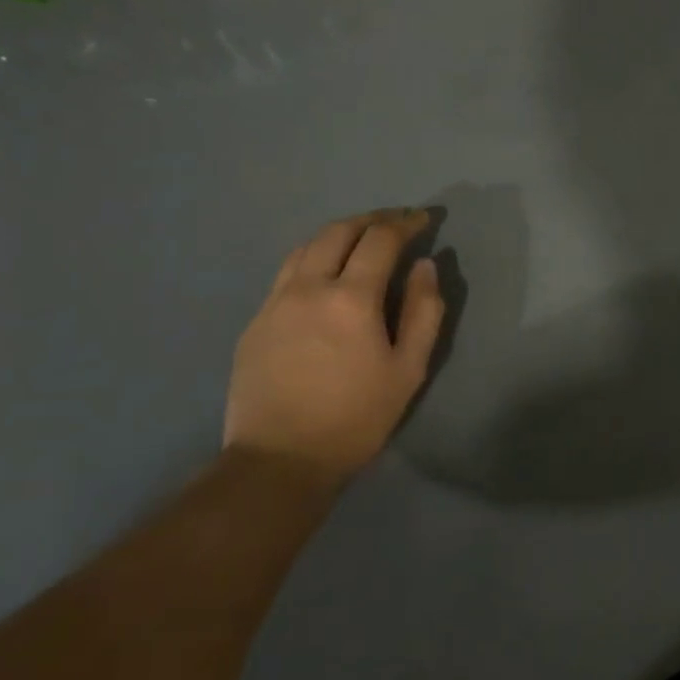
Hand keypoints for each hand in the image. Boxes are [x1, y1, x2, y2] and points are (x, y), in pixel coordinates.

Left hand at [224, 209, 444, 488]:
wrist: (281, 460)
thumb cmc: (357, 417)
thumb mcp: (409, 369)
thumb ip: (423, 311)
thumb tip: (425, 267)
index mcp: (350, 298)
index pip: (380, 240)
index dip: (405, 224)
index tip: (424, 219)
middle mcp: (307, 288)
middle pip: (337, 232)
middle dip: (371, 220)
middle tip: (395, 222)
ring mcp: (274, 303)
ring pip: (305, 247)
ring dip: (338, 234)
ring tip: (361, 239)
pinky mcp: (255, 322)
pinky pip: (286, 274)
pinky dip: (313, 259)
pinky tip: (325, 276)